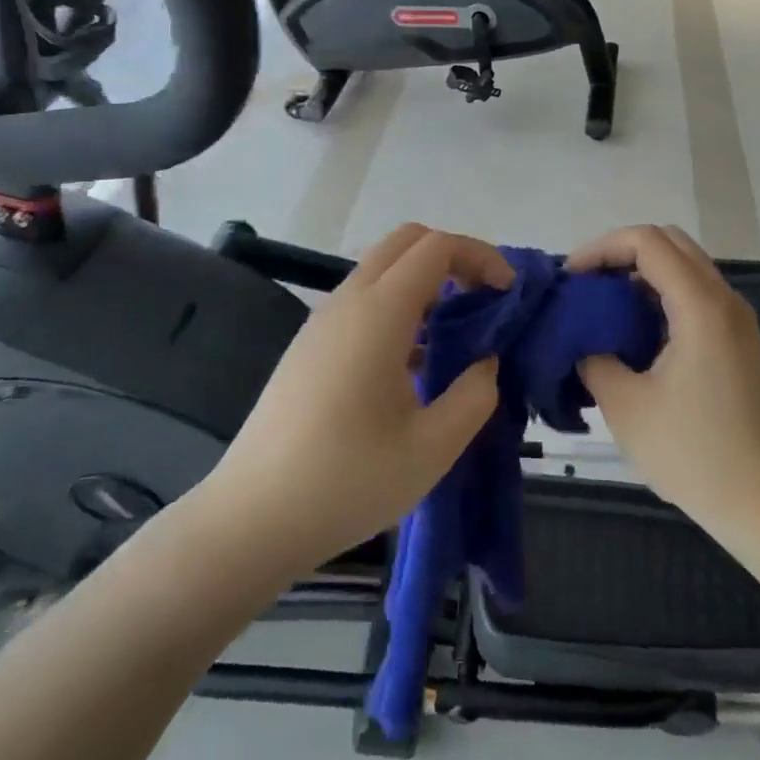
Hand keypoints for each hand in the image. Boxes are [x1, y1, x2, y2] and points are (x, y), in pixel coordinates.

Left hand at [205, 224, 510, 575]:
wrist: (252, 518)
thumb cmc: (347, 482)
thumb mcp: (432, 449)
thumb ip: (474, 396)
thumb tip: (485, 363)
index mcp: (379, 313)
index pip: (436, 247)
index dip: (480, 256)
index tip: (508, 294)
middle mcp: (348, 301)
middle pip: (406, 241)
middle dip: (453, 256)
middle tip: (483, 300)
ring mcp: (322, 321)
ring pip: (382, 268)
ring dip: (425, 280)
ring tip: (455, 331)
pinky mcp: (310, 345)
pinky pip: (362, 299)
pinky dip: (399, 303)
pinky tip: (413, 360)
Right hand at [569, 225, 759, 533]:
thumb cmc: (694, 454)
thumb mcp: (625, 405)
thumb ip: (593, 357)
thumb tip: (582, 340)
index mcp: (700, 306)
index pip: (647, 241)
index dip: (602, 248)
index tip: (571, 279)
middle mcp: (724, 300)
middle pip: (669, 243)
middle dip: (620, 253)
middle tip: (586, 286)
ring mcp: (736, 321)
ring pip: (684, 268)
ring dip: (641, 275)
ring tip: (603, 309)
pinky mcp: (738, 342)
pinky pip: (695, 295)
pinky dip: (660, 297)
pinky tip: (634, 334)